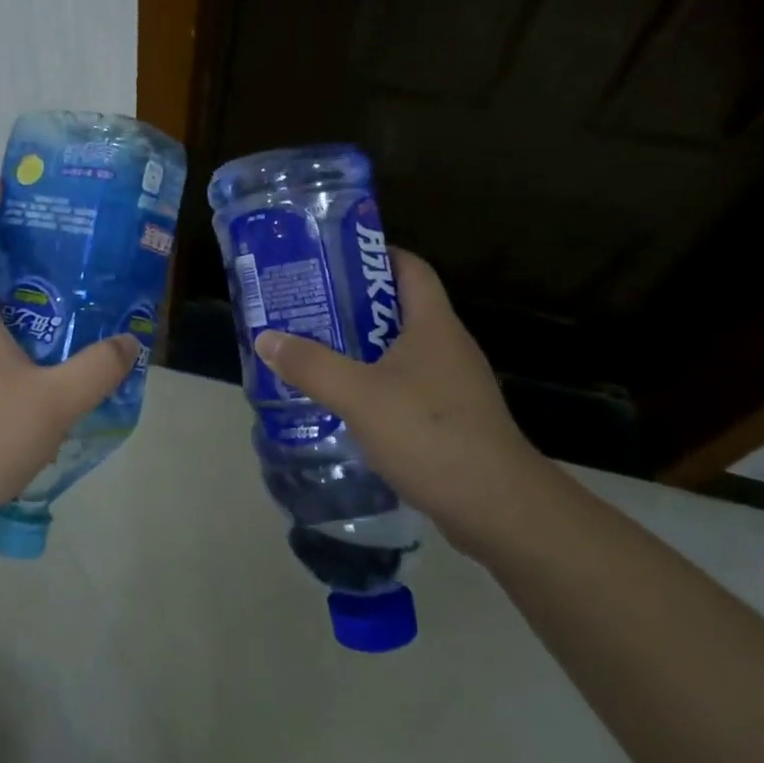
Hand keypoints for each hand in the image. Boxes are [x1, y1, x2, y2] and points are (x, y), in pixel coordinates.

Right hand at [252, 248, 553, 556]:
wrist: (497, 508)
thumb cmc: (430, 433)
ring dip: (361, 349)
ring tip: (316, 351)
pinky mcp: (452, 419)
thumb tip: (266, 338)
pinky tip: (345, 402)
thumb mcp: (359, 395)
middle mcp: (447, 345)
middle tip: (308, 306)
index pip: (410, 267)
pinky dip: (376, 385)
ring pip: (400, 351)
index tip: (332, 260)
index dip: (374, 255)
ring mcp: (453, 384)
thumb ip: (311, 365)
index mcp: (433, 323)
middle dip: (353, 305)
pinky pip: (407, 386)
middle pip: (398, 308)